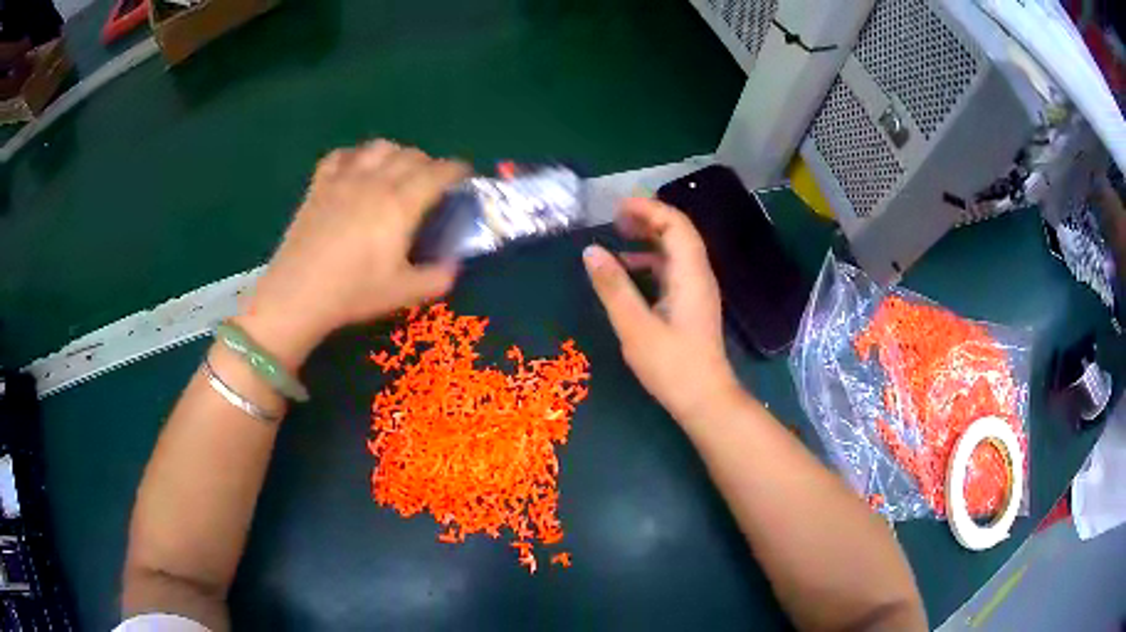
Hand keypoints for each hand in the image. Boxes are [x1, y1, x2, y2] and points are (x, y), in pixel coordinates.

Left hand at [241, 140, 469, 368]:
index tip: (464, 177)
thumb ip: (438, 278)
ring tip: (396, 171)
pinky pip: (341, 155)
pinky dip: (356, 156)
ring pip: (379, 147)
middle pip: (411, 155)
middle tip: (431, 183)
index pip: (438, 172)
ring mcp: (344, 179)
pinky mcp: (319, 185)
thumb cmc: (353, 293)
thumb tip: (453, 266)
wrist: (298, 294)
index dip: (456, 170)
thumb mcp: (404, 293)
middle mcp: (376, 181)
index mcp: (401, 203)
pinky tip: (356, 169)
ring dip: (396, 154)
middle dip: (429, 163)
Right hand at [583, 198, 742, 422]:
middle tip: (615, 219)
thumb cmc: (672, 366)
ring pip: (676, 251)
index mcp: (690, 274)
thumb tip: (590, 250)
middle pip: (678, 232)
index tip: (617, 207)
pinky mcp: (692, 305)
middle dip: (648, 219)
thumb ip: (613, 287)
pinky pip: (673, 271)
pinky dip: (651, 263)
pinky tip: (629, 273)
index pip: (675, 224)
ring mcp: (698, 290)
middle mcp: (699, 275)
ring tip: (618, 239)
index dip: (648, 208)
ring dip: (649, 240)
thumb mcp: (634, 327)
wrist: (706, 400)